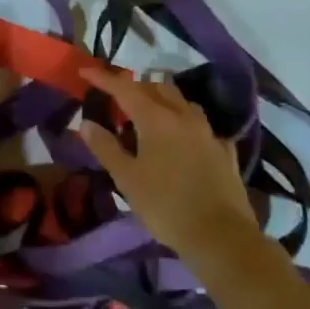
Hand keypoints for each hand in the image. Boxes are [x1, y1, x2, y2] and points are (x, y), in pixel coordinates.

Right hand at [79, 67, 262, 264]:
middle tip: (117, 99)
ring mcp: (208, 132)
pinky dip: (185, 123)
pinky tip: (182, 137)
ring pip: (182, 102)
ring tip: (148, 114)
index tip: (85, 71)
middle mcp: (184, 116)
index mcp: (156, 119)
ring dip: (162, 100)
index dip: (103, 78)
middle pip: (157, 88)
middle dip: (135, 87)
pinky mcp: (224, 151)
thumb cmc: (166, 206)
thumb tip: (87, 123)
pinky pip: (201, 126)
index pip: (125, 88)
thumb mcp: (127, 179)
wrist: (221, 237)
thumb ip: (106, 147)